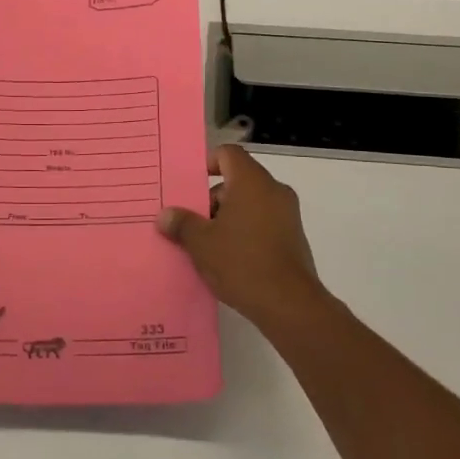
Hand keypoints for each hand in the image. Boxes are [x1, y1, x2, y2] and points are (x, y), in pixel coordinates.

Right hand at [158, 145, 334, 335]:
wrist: (289, 304)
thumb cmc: (241, 262)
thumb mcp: (201, 243)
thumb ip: (182, 223)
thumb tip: (166, 214)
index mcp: (252, 182)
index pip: (229, 154)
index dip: (208, 163)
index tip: (191, 186)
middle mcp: (274, 191)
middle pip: (237, 180)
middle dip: (212, 199)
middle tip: (192, 223)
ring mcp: (287, 214)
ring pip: (250, 203)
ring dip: (227, 217)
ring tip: (206, 245)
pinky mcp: (293, 238)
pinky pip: (263, 222)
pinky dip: (245, 231)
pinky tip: (229, 258)